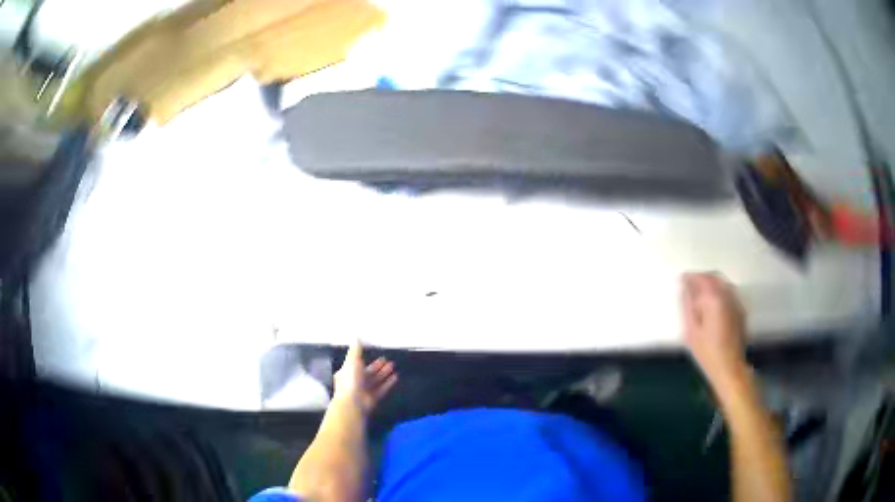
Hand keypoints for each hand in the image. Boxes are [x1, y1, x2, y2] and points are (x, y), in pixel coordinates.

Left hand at [333, 341, 397, 414]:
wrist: (353, 402)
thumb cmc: (350, 380)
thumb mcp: (352, 361)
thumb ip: (356, 350)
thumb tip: (356, 337)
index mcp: (347, 372)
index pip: (356, 364)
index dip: (365, 359)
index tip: (375, 354)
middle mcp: (355, 382)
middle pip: (368, 373)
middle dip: (377, 366)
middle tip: (387, 360)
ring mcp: (364, 391)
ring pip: (375, 381)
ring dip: (384, 373)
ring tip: (393, 366)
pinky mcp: (373, 399)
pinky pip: (382, 389)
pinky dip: (388, 383)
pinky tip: (395, 377)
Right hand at [681, 273, 746, 382]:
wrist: (730, 368)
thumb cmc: (707, 353)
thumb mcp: (691, 331)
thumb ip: (687, 306)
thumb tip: (684, 289)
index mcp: (714, 299)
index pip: (701, 279)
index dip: (690, 277)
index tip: (681, 279)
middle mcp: (727, 295)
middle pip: (714, 276)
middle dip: (701, 277)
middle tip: (690, 284)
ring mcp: (736, 302)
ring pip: (723, 283)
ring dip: (711, 283)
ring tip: (701, 293)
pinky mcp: (741, 311)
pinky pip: (729, 292)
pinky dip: (720, 291)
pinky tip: (713, 303)